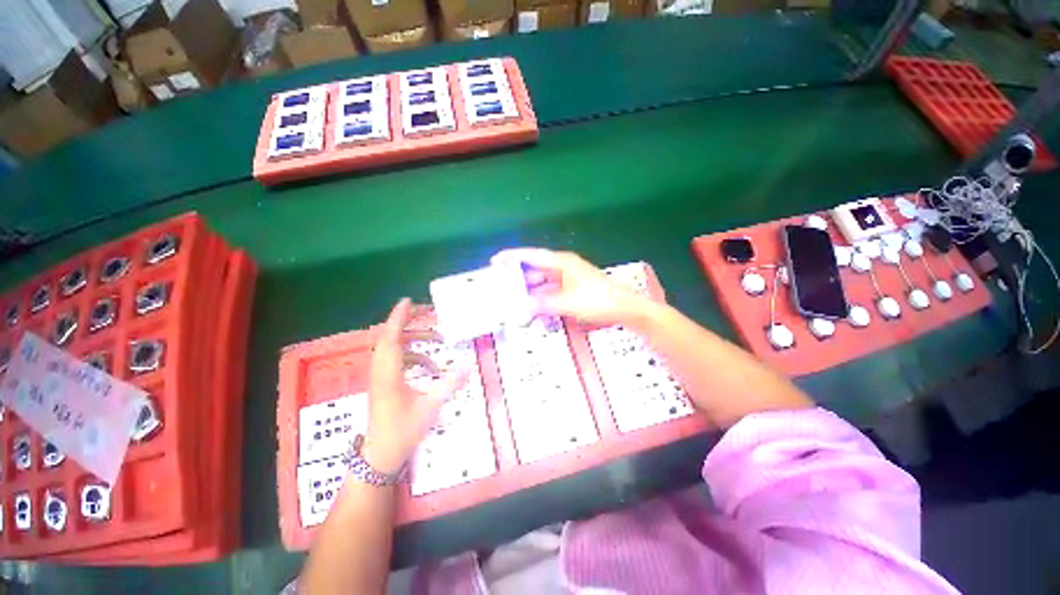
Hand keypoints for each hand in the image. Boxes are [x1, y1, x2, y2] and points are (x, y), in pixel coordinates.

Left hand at [364, 298, 466, 473]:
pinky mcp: (385, 384)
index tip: (408, 301)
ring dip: (415, 340)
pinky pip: (398, 361)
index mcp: (388, 374)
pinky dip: (415, 356)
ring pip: (395, 348)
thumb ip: (449, 385)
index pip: (391, 338)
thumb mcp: (430, 407)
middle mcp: (381, 371)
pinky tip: (431, 367)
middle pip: (391, 337)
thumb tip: (468, 367)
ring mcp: (381, 378)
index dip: (398, 318)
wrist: (380, 456)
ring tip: (438, 338)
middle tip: (430, 313)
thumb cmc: (402, 432)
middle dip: (409, 322)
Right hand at [491, 248, 648, 325]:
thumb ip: (543, 304)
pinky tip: (534, 306)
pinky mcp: (574, 288)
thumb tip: (522, 306)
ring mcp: (569, 277)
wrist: (625, 308)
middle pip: (536, 268)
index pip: (532, 256)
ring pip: (543, 280)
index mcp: (562, 262)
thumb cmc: (598, 301)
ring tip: (514, 298)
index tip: (495, 261)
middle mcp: (564, 266)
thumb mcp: (568, 303)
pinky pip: (551, 289)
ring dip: (530, 289)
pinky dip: (542, 296)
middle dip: (519, 276)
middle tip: (501, 285)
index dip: (513, 257)